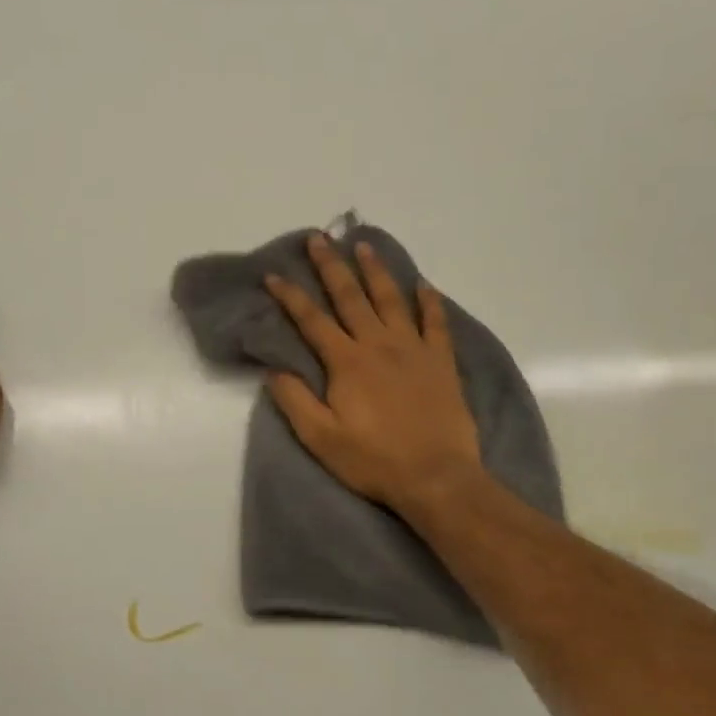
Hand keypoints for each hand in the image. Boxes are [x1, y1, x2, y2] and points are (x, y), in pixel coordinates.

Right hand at [263, 235, 483, 518]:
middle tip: (319, 237)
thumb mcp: (321, 438)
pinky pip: (435, 323)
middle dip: (331, 266)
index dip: (290, 296)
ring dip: (375, 271)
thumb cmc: (374, 460)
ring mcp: (413, 349)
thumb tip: (273, 369)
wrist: (437, 477)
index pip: (312, 320)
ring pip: (391, 299)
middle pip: (351, 297)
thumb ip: (295, 400)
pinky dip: (430, 302)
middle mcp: (378, 344)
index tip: (274, 274)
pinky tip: (424, 285)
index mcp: (347, 362)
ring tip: (364, 246)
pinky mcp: (441, 362)